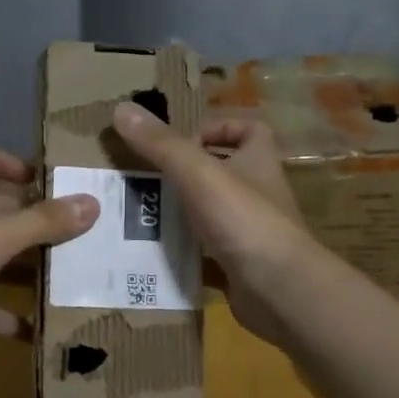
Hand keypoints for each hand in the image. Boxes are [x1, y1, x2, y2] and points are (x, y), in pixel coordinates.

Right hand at [112, 103, 315, 341]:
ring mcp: (254, 233)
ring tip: (147, 216)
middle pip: (229, 172)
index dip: (220, 128)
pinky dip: (190, 255)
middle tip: (152, 180)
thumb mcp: (197, 172)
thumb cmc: (242, 219)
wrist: (277, 288)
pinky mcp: (244, 266)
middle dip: (192, 174)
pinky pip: (212, 255)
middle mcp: (260, 193)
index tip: (185, 143)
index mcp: (259, 162)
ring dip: (187, 214)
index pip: (250, 130)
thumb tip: (121, 109)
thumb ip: (161, 144)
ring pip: (218, 214)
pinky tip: (162, 257)